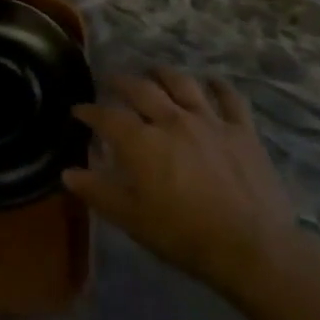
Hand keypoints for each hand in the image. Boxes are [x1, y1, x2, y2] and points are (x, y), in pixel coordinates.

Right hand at [66, 69, 297, 297]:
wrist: (252, 249)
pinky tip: (212, 81)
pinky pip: (230, 99)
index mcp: (141, 141)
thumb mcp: (131, 219)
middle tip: (111, 80)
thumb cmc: (183, 235)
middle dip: (121, 81)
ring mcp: (209, 121)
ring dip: (163, 74)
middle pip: (141, 89)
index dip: (89, 111)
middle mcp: (171, 120)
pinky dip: (219, 86)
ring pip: (182, 83)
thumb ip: (97, 191)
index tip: (78, 110)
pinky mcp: (242, 131)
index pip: (106, 116)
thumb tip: (67, 173)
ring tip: (154, 71)